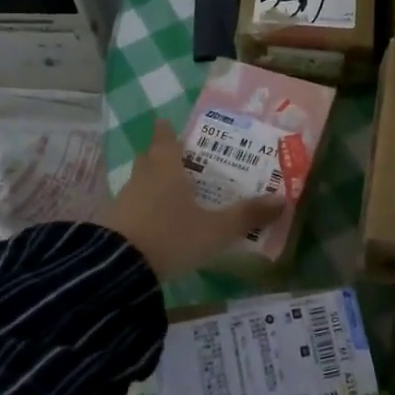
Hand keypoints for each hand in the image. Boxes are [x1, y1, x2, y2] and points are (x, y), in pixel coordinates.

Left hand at [96, 121, 285, 279]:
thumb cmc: (172, 237)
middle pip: (149, 157)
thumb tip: (282, 200)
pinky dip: (142, 209)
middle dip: (161, 156)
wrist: (118, 269)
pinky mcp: (112, 223)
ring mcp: (123, 199)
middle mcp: (143, 176)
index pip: (165, 138)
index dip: (168, 131)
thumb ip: (247, 215)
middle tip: (180, 161)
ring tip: (172, 194)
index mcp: (166, 168)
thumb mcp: (216, 230)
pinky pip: (130, 206)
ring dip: (152, 184)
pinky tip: (154, 223)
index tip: (170, 125)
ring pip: (139, 182)